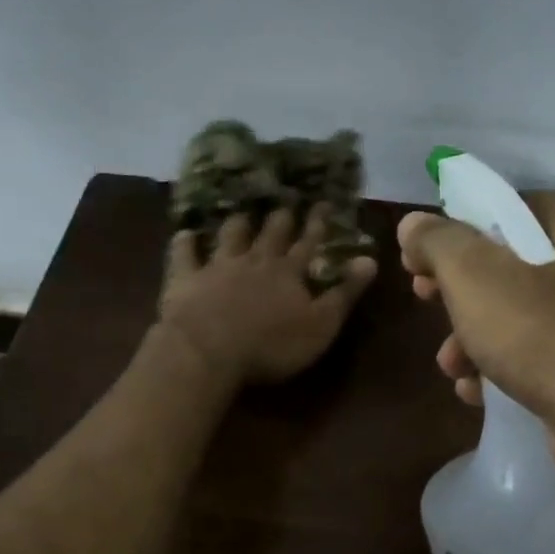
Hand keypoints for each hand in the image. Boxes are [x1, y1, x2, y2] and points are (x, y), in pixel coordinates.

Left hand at [159, 205, 377, 385]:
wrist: (209, 349)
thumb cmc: (271, 345)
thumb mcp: (321, 325)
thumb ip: (345, 293)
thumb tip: (370, 259)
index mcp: (289, 273)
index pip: (308, 243)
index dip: (317, 225)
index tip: (323, 204)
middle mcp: (255, 261)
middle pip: (270, 234)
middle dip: (280, 219)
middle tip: (285, 204)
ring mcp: (218, 266)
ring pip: (230, 236)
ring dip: (237, 224)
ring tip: (241, 213)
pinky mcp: (186, 278)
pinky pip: (185, 254)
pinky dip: (186, 243)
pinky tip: (185, 233)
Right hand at [398, 192, 554, 477]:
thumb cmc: (544, 334)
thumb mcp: (475, 275)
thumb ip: (439, 243)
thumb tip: (413, 225)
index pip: (530, 205)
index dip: (481, 215)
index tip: (441, 241)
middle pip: (515, 267)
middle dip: (462, 287)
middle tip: (426, 297)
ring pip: (519, 322)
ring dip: (472, 339)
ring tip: (450, 364)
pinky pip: (534, 365)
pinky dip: (499, 374)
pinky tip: (475, 394)